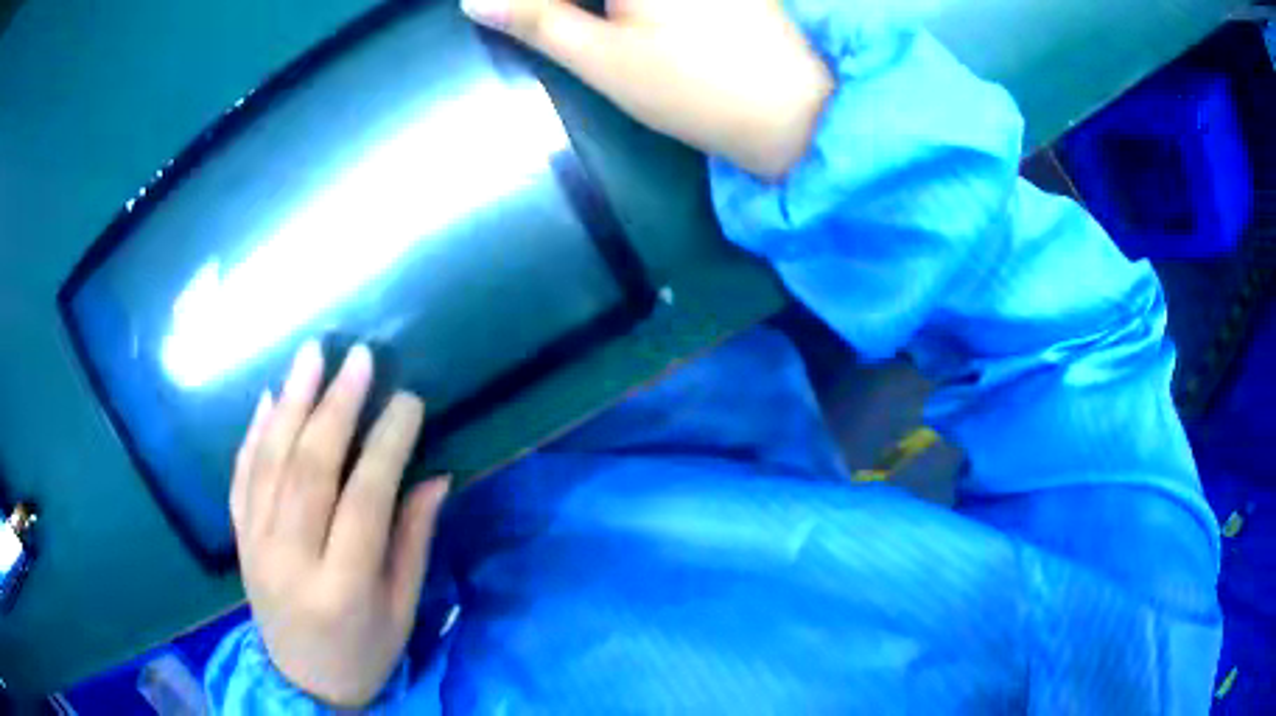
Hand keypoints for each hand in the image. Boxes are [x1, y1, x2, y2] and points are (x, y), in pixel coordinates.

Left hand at [230, 342, 447, 708]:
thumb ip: (413, 541)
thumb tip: (435, 477)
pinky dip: (254, 434)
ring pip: (269, 462)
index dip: (387, 445)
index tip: (409, 401)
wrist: (302, 682)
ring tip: (311, 356)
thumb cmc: (365, 652)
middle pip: (309, 470)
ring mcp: (256, 546)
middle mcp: (290, 559)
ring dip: (291, 403)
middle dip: (335, 407)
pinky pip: (241, 477)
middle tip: (358, 358)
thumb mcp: (402, 609)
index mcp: (342, 587)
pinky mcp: (239, 539)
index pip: (364, 501)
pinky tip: (268, 398)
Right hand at [462, 0, 832, 179]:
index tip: (500, 16)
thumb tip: (472, 0)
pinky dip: (620, 9)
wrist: (793, 110)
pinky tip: (610, 23)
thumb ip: (535, 19)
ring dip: (579, 10)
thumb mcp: (601, 58)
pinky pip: (640, 0)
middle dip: (555, 8)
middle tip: (526, 22)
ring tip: (564, 27)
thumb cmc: (693, 88)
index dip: (528, 5)